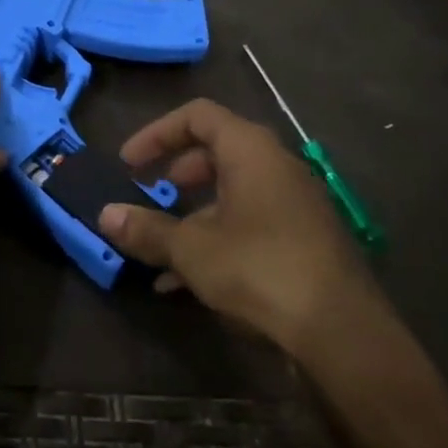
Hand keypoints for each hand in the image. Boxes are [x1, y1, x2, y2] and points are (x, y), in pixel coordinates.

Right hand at [98, 99, 367, 348]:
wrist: (342, 331)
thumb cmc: (260, 268)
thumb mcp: (192, 249)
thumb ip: (146, 229)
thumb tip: (104, 215)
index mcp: (251, 151)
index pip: (198, 116)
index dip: (156, 133)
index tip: (128, 163)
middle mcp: (277, 167)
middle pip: (217, 151)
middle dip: (176, 171)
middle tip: (149, 193)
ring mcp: (295, 204)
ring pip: (233, 192)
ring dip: (193, 213)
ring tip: (161, 245)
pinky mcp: (303, 239)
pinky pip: (250, 223)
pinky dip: (216, 238)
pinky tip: (186, 280)